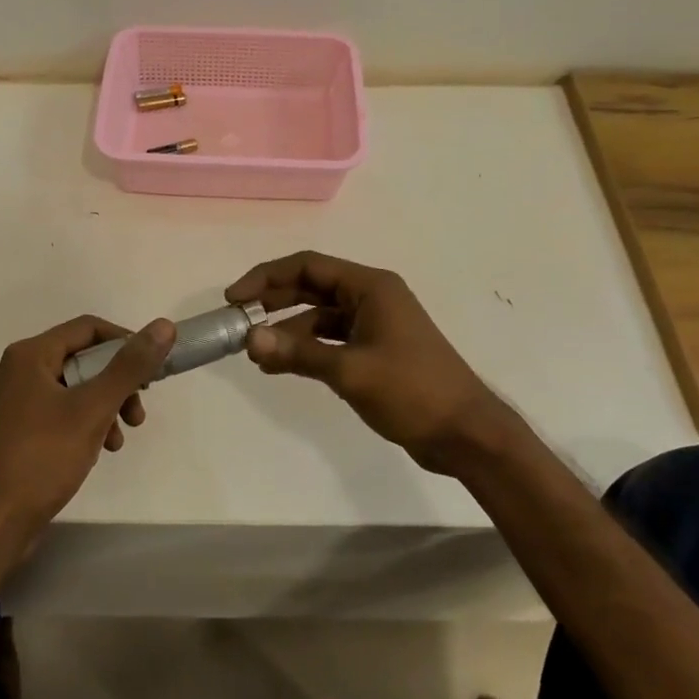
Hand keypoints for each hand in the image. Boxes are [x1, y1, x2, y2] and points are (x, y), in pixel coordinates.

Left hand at [0, 314, 174, 547]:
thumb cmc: (42, 458)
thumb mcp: (93, 409)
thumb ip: (130, 366)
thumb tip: (163, 326)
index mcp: (29, 356)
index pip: (88, 328)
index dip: (125, 342)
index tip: (152, 370)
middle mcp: (17, 371)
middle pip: (81, 359)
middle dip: (117, 383)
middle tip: (138, 412)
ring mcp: (12, 402)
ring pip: (73, 389)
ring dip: (104, 407)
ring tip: (119, 440)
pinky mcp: (14, 431)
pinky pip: (58, 412)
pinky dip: (83, 424)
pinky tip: (97, 451)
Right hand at [226, 251, 513, 471]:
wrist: (464, 433)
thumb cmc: (413, 391)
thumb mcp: (351, 371)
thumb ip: (298, 353)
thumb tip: (249, 339)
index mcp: (370, 287)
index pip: (307, 266)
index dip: (266, 278)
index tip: (234, 299)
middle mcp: (371, 297)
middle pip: (311, 287)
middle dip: (272, 302)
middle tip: (237, 322)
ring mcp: (374, 325)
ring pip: (318, 316)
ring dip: (287, 331)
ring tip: (255, 354)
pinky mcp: (375, 351)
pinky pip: (330, 340)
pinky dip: (305, 349)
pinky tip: (280, 366)